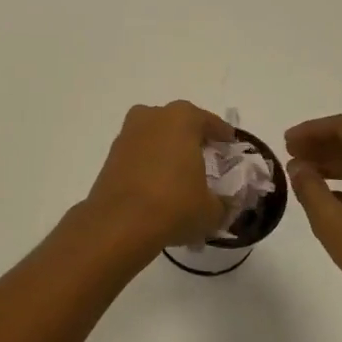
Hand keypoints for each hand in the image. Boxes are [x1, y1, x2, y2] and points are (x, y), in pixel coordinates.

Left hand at [85, 101, 233, 251]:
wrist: (119, 223)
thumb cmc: (174, 206)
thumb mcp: (212, 210)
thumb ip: (224, 202)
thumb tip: (225, 203)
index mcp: (182, 119)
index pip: (209, 121)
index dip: (222, 135)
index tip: (230, 145)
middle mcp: (152, 117)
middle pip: (178, 123)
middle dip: (192, 138)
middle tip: (205, 157)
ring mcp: (128, 134)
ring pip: (155, 136)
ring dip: (167, 149)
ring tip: (180, 174)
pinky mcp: (111, 155)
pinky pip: (139, 153)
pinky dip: (149, 163)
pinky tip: (157, 184)